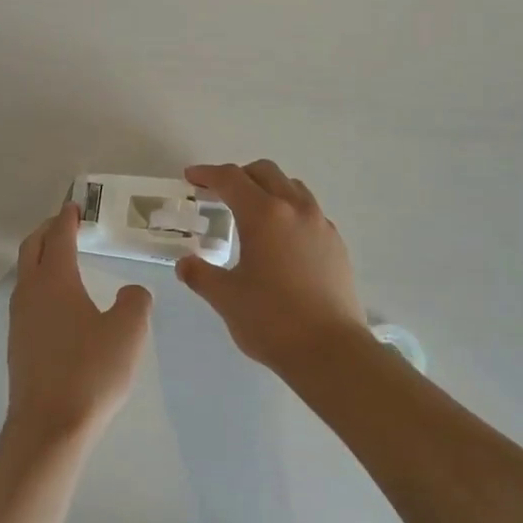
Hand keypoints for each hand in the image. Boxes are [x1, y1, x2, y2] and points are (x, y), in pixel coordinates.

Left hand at [6, 202, 152, 443]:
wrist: (49, 424)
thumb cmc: (91, 371)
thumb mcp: (128, 331)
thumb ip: (135, 301)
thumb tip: (132, 292)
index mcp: (55, 280)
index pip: (59, 236)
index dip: (67, 218)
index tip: (74, 205)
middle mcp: (30, 292)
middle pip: (32, 248)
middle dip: (48, 230)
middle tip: (66, 223)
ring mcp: (19, 318)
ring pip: (26, 273)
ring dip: (41, 256)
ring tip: (63, 257)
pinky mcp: (18, 342)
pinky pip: (27, 297)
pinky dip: (41, 282)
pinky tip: (59, 301)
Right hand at [177, 161, 368, 370]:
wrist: (330, 350)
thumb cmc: (271, 320)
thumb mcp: (225, 298)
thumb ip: (200, 275)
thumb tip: (185, 264)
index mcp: (264, 215)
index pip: (231, 179)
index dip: (208, 174)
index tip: (191, 178)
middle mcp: (296, 209)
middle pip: (265, 172)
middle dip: (239, 175)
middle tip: (218, 193)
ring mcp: (321, 225)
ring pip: (292, 188)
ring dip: (267, 189)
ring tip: (251, 213)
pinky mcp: (337, 245)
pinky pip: (309, 212)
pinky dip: (289, 211)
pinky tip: (280, 241)